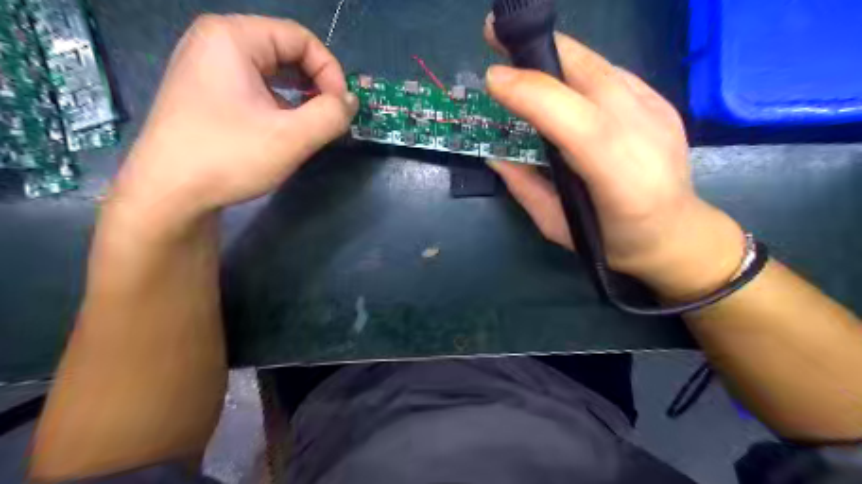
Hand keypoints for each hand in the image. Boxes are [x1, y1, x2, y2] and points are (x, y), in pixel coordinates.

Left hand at [109, 13, 356, 224]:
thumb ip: (331, 115)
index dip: (330, 72)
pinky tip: (285, 130)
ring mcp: (208, 67)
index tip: (340, 109)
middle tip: (329, 119)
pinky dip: (280, 104)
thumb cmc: (228, 157)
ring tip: (311, 127)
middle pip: (287, 51)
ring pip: (273, 72)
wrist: (168, 194)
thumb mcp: (292, 137)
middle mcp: (216, 42)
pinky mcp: (207, 92)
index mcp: (233, 37)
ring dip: (300, 97)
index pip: (301, 39)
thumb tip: (350, 102)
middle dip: (316, 85)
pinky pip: (256, 87)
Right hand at [483, 20, 749, 300]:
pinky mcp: (661, 101)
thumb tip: (495, 155)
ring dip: (554, 54)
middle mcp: (647, 136)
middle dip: (538, 49)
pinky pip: (610, 72)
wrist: (678, 234)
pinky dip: (576, 67)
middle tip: (494, 36)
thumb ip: (525, 189)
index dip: (535, 93)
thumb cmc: (614, 242)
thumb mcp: (558, 228)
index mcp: (621, 181)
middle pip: (591, 75)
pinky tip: (557, 78)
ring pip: (599, 64)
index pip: (579, 123)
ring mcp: (658, 112)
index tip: (493, 78)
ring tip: (519, 52)